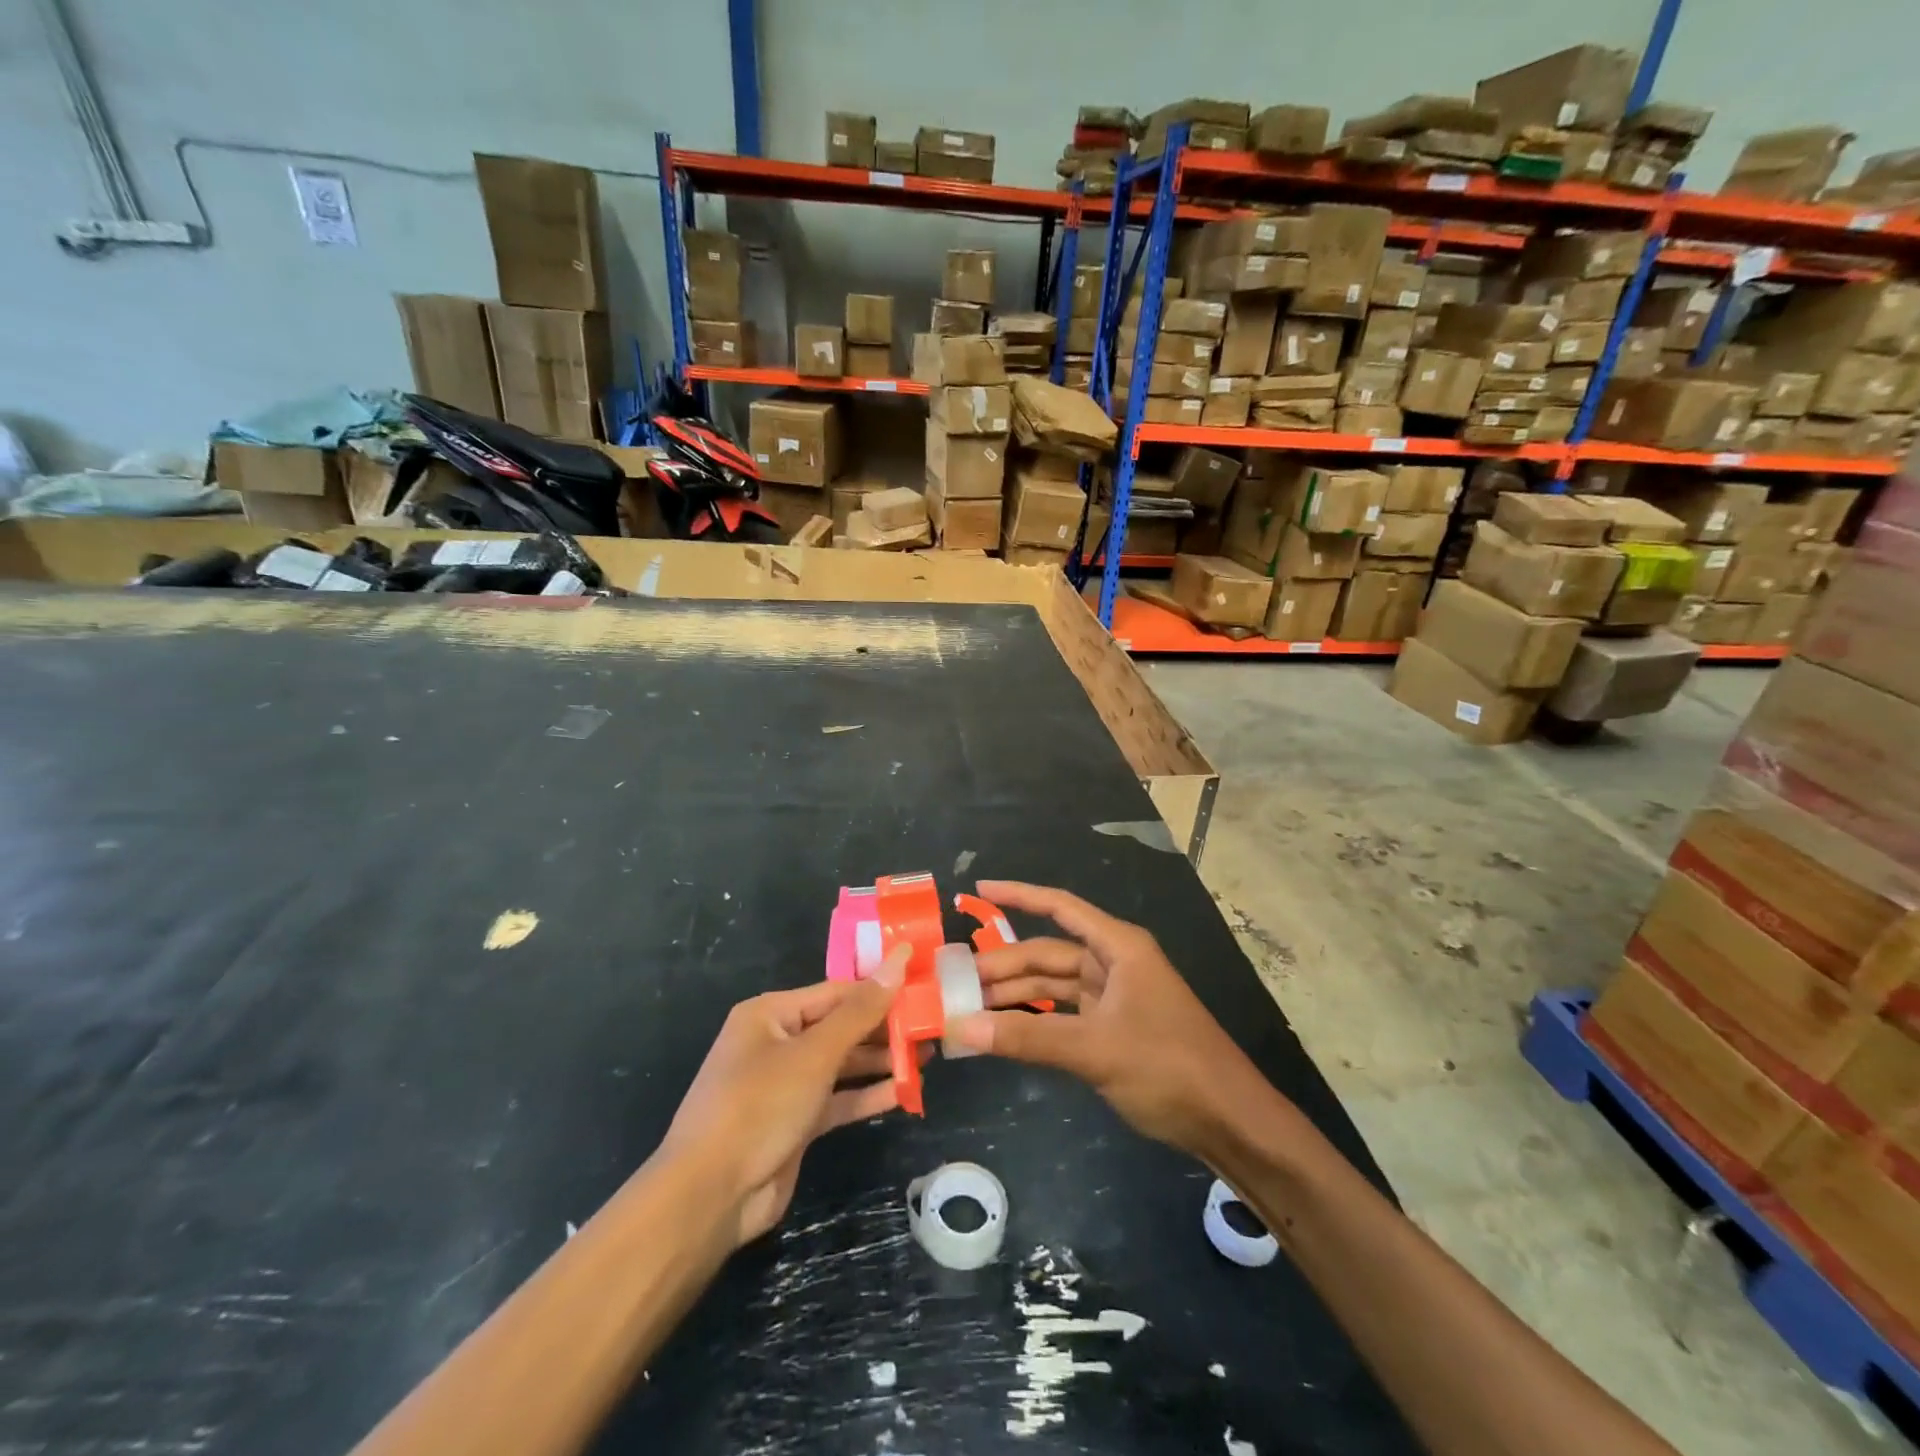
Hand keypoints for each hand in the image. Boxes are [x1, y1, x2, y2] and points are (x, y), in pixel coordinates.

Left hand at [659, 949, 908, 1247]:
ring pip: (841, 1064)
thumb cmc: (759, 1106)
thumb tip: (898, 959)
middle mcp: (776, 1043)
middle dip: (883, 1028)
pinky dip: (867, 1095)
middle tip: (931, 1026)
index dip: (879, 989)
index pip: (836, 992)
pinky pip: (837, 1099)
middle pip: (840, 1026)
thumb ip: (861, 1011)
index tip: (922, 988)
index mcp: (770, 1014)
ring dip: (880, 1062)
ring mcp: (785, 1085)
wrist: (710, 1197)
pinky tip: (905, 1092)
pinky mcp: (795, 1122)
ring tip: (927, 1057)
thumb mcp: (815, 1054)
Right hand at [948, 881, 1274, 1163]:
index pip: (1059, 907)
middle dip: (1003, 966)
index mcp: (1118, 947)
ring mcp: (1115, 997)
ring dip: (1015, 995)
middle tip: (954, 982)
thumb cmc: (1168, 1067)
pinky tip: (1003, 1030)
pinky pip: (1063, 1014)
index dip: (1018, 894)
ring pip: (1053, 986)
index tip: (977, 888)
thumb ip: (1027, 1037)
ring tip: (967, 1007)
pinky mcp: (1114, 1029)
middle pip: (1048, 954)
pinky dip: (1035, 1020)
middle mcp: (1114, 963)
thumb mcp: (1094, 1049)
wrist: (1229, 1121)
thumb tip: (961, 1027)